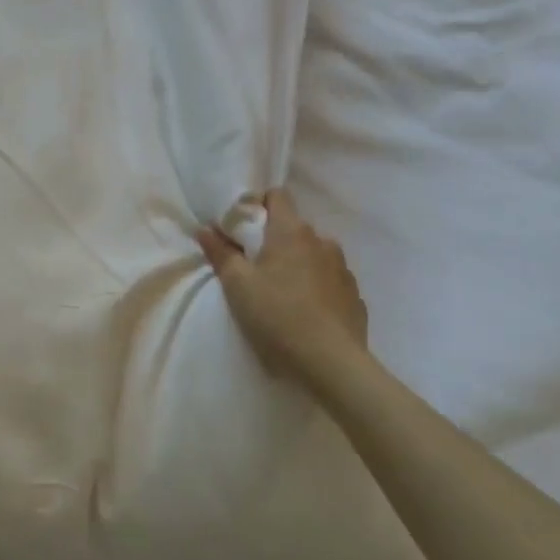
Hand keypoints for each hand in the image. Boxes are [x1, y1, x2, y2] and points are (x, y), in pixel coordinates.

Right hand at [199, 188, 368, 384]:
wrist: (331, 364)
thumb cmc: (277, 315)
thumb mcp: (237, 285)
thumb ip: (220, 253)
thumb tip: (205, 228)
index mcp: (291, 232)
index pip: (277, 195)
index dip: (257, 204)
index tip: (241, 229)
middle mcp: (322, 241)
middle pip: (293, 227)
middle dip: (272, 240)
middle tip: (252, 266)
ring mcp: (343, 269)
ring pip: (313, 254)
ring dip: (296, 264)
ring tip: (280, 292)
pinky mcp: (354, 296)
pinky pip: (329, 280)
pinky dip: (315, 287)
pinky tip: (304, 312)